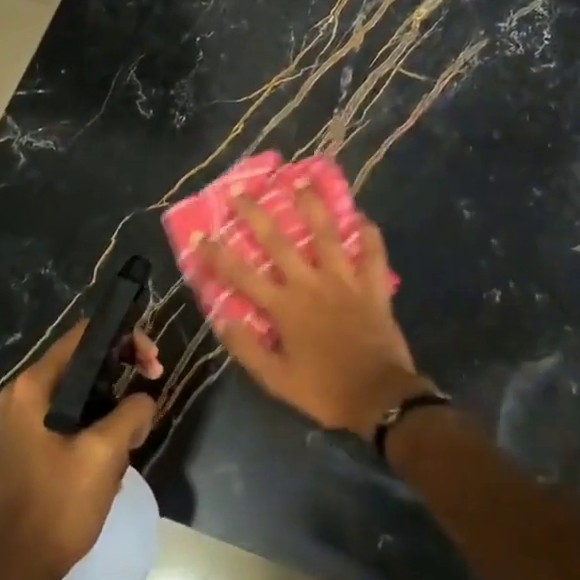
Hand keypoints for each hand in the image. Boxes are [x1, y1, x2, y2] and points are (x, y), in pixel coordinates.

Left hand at [0, 321, 161, 579]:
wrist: (20, 567)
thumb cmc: (59, 504)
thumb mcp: (104, 453)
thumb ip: (131, 411)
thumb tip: (144, 399)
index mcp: (34, 386)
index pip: (84, 337)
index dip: (123, 338)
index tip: (152, 361)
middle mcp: (25, 394)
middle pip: (85, 361)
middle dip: (124, 370)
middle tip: (154, 382)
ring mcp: (27, 419)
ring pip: (84, 391)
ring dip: (115, 402)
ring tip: (137, 429)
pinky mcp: (35, 442)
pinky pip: (75, 415)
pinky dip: (100, 422)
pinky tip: (118, 449)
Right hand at [198, 188, 427, 437]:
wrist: (379, 398)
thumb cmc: (324, 390)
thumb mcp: (276, 380)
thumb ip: (247, 347)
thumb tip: (220, 318)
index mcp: (285, 307)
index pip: (242, 275)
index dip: (218, 255)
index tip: (200, 235)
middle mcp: (311, 284)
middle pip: (279, 242)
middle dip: (256, 214)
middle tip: (241, 192)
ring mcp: (345, 281)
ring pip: (327, 234)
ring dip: (313, 206)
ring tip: (303, 181)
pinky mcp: (373, 287)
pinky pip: (373, 254)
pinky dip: (370, 234)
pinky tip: (362, 216)